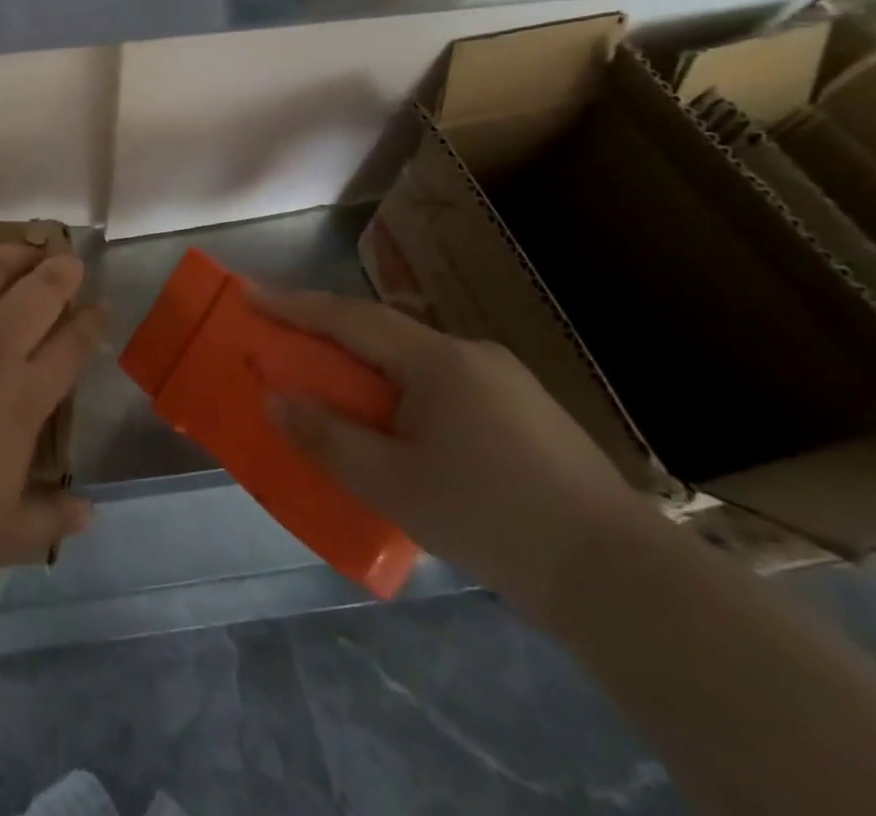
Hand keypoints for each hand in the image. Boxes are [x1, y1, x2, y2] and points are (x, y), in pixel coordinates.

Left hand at [0, 245, 103, 600]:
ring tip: (22, 250)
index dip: (92, 323)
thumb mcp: (2, 536)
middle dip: (62, 272)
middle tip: (69, 262)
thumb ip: (51, 520)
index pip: (72, 346)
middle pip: (39, 293)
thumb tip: (91, 513)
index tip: (102, 308)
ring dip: (11, 255)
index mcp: (22, 396)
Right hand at [256, 289, 655, 617]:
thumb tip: (275, 399)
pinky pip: (443, 384)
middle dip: (327, 335)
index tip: (249, 294)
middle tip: (284, 343)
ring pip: (414, 359)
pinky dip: (403, 390)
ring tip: (336, 391)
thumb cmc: (493, 520)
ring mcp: (505, 381)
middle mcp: (471, 354)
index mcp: (437, 361)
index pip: (349, 318)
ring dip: (366, 366)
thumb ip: (327, 438)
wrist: (626, 581)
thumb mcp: (393, 485)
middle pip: (381, 332)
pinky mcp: (527, 413)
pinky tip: (401, 429)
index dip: (293, 305)